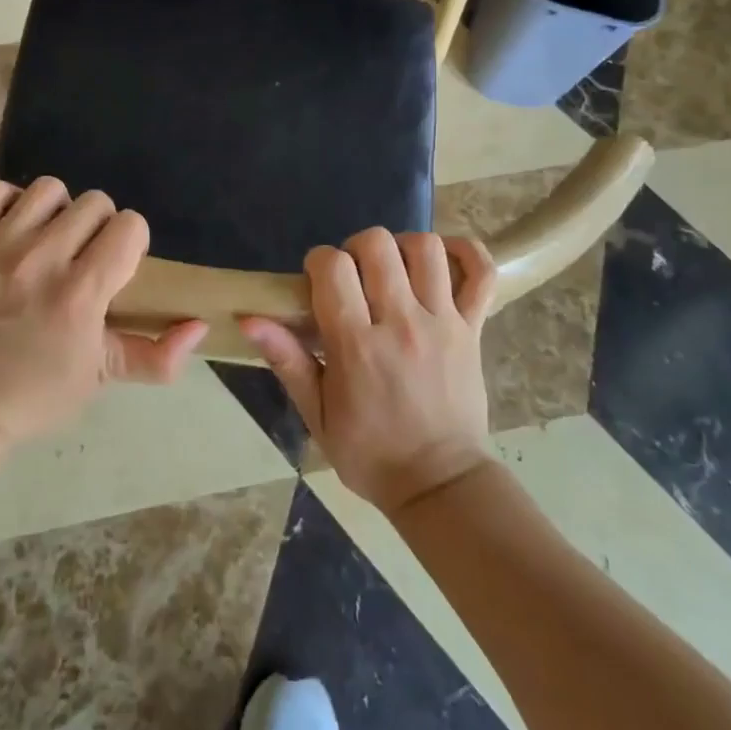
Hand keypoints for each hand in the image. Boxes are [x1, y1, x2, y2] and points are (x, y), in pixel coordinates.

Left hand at [0, 176, 206, 442]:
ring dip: (56, 212)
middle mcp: (42, 259)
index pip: (130, 226)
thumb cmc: (38, 392)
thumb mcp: (104, 377)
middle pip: (95, 202)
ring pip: (49, 190)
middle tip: (83, 257)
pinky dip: (8, 205)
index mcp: (81, 293)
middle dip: (98, 227)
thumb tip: (199, 326)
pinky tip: (12, 232)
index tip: (116, 266)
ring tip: (47, 242)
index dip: (131, 243)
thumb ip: (158, 355)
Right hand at [242, 229, 496, 515]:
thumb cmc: (369, 453)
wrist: (439, 484)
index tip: (317, 281)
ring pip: (426, 248)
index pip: (333, 267)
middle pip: (377, 245)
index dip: (318, 261)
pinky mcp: (473, 328)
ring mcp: (443, 322)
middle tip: (353, 276)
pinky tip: (444, 261)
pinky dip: (466, 253)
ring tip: (393, 271)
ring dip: (402, 248)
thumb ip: (287, 361)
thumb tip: (250, 318)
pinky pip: (480, 272)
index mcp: (356, 345)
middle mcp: (401, 323)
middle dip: (355, 248)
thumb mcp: (316, 415)